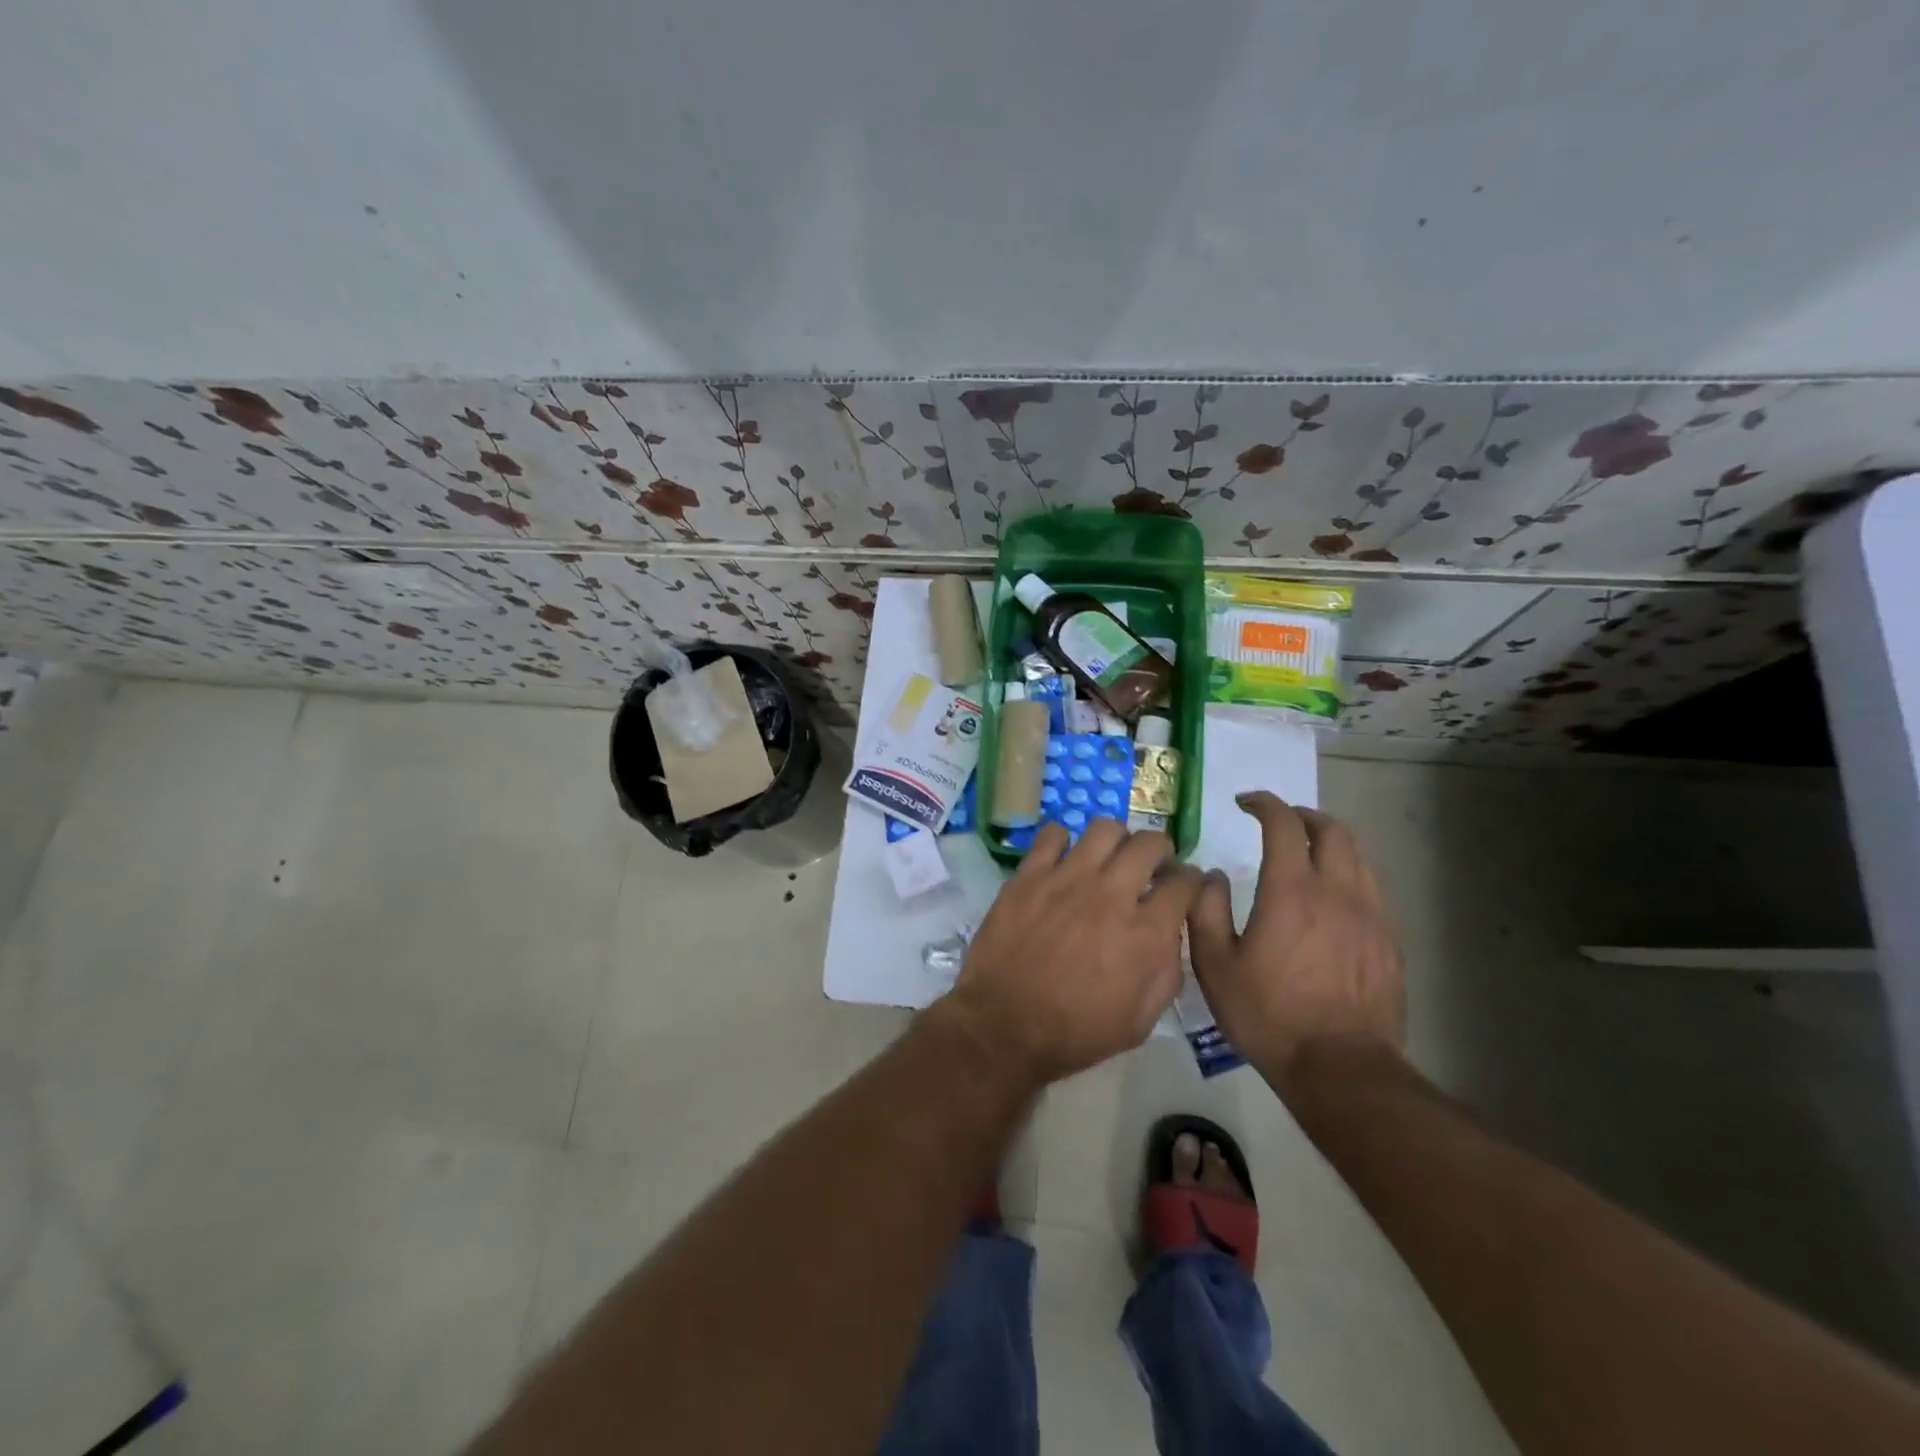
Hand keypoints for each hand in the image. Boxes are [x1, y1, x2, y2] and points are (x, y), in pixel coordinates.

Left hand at [944, 821, 1204, 1084]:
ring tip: (1108, 858)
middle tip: (1150, 866)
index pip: (1185, 883)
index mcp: (1146, 932)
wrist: (1004, 1026)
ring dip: (1116, 840)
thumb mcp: (1140, 1021)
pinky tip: (1063, 859)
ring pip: (1105, 829)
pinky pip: (1052, 834)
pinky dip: (1064, 840)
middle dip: (1160, 850)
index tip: (1184, 887)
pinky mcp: (1030, 875)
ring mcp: (1067, 879)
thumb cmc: (1075, 1033)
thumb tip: (1170, 936)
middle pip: (1149, 843)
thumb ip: (1166, 973)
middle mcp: (1112, 894)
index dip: (1191, 881)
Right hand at [1186, 792, 1404, 1091]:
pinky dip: (1350, 874)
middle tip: (1280, 821)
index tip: (1246, 802)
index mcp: (1291, 890)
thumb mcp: (1214, 965)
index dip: (1264, 803)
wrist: (1340, 1068)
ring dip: (1331, 841)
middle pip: (1332, 829)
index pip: (1283, 823)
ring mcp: (1371, 915)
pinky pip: (1372, 889)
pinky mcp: (1389, 942)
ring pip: (1358, 856)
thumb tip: (1210, 876)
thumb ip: (1205, 910)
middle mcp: (1337, 890)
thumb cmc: (1269, 1014)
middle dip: (1303, 815)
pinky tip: (1334, 897)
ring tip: (1308, 852)